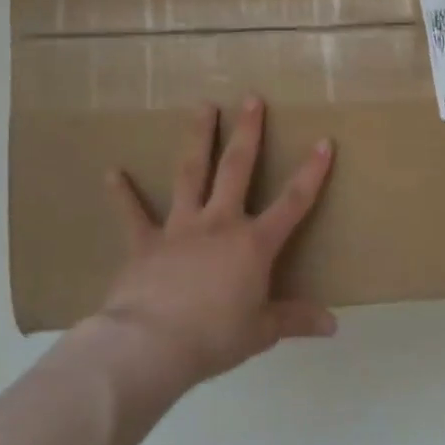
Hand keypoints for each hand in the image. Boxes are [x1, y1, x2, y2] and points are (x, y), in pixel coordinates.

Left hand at [85, 96, 335, 409]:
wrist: (150, 345)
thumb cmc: (215, 337)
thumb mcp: (262, 331)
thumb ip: (296, 320)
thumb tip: (333, 325)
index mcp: (254, 244)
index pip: (292, 202)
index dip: (312, 173)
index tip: (324, 142)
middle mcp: (219, 224)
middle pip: (237, 169)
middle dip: (248, 133)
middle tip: (251, 98)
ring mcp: (179, 229)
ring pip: (190, 174)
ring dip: (197, 139)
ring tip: (202, 106)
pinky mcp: (143, 244)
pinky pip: (132, 214)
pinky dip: (122, 194)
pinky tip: (111, 172)